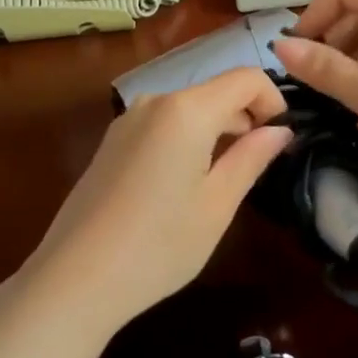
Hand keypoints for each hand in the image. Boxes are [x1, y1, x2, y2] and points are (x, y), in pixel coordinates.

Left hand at [22, 68, 292, 331]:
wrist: (75, 279)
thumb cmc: (159, 245)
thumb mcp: (218, 204)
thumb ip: (252, 158)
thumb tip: (281, 131)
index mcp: (187, 110)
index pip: (246, 78)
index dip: (274, 100)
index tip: (282, 139)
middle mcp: (155, 101)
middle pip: (216, 92)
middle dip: (246, 119)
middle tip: (260, 167)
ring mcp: (128, 120)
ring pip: (189, 109)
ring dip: (217, 131)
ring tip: (223, 182)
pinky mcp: (111, 142)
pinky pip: (163, 125)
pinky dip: (187, 140)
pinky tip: (183, 187)